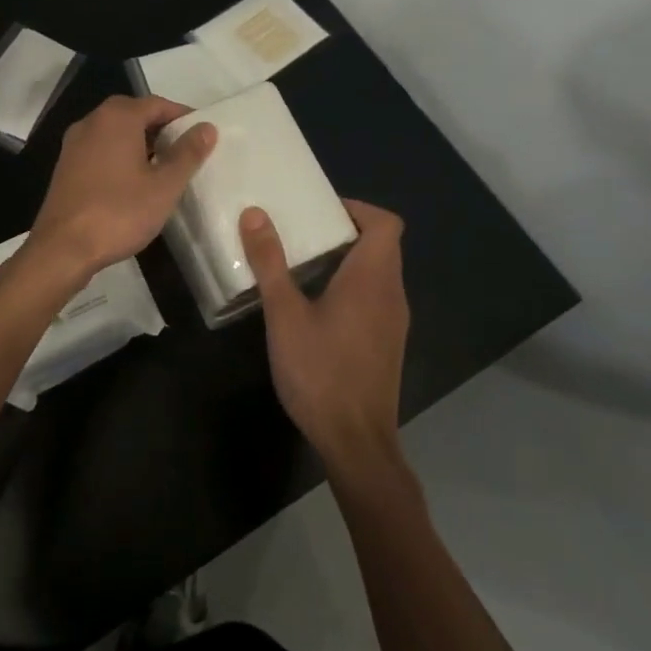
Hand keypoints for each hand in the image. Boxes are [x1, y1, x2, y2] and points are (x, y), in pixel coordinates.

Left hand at [25, 95, 216, 283]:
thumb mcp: (164, 186)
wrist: (62, 248)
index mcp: (117, 117)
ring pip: (115, 132)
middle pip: (134, 114)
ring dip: (140, 142)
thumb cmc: (119, 212)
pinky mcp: (66, 165)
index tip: (202, 135)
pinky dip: (120, 155)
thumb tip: (207, 127)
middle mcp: (92, 121)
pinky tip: (133, 181)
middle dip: (161, 128)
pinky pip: (100, 149)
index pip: (157, 104)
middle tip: (185, 151)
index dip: (182, 116)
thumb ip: (187, 153)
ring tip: (164, 167)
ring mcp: (74, 143)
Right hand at [240, 199, 408, 475]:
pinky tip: (317, 305)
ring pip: (379, 272)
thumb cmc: (320, 372)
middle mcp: (392, 293)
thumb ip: (270, 263)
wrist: (356, 442)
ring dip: (348, 259)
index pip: (386, 222)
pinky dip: (353, 286)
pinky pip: (376, 296)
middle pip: (383, 244)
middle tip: (302, 231)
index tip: (320, 210)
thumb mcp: (285, 315)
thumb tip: (255, 213)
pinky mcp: (387, 343)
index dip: (357, 208)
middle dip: (345, 230)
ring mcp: (394, 321)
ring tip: (303, 262)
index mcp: (372, 278)